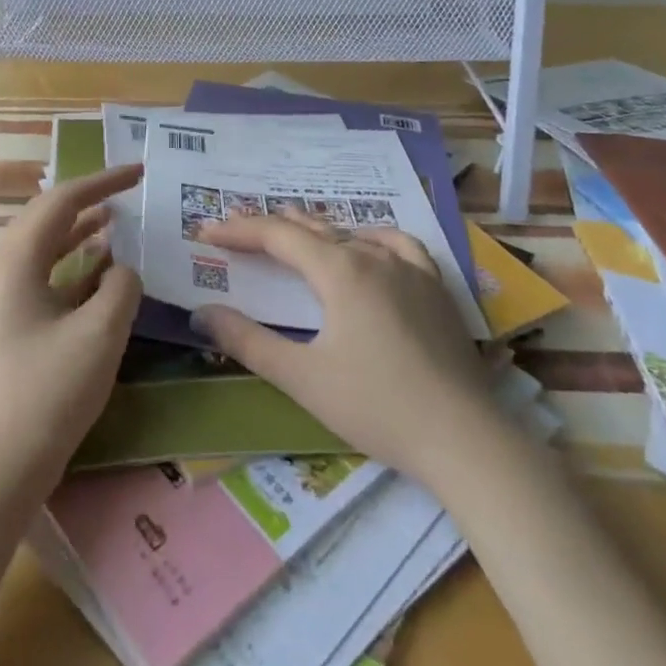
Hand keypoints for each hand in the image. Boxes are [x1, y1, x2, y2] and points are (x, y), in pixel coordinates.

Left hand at [0, 164, 143, 497]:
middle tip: (128, 193)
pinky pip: (41, 279)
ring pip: (43, 249)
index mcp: (15, 261)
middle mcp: (0, 271)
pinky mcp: (5, 327)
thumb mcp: (99, 334)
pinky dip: (72, 269)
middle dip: (88, 202)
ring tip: (118, 223)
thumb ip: (120, 287)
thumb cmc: (47, 394)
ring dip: (80, 234)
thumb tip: (121, 269)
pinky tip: (101, 276)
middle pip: (46, 219)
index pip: (61, 201)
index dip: (103, 182)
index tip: (139, 172)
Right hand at [193, 213, 489, 486]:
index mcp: (338, 270)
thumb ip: (247, 341)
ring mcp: (410, 267)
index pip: (277, 236)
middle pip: (311, 229)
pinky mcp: (435, 286)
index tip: (206, 231)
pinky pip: (397, 244)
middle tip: (236, 229)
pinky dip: (370, 237)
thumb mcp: (302, 377)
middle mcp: (372, 255)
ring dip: (315, 230)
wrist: (464, 438)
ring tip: (291, 229)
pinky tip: (368, 245)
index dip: (239, 230)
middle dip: (270, 227)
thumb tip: (202, 313)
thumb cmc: (376, 406)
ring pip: (351, 233)